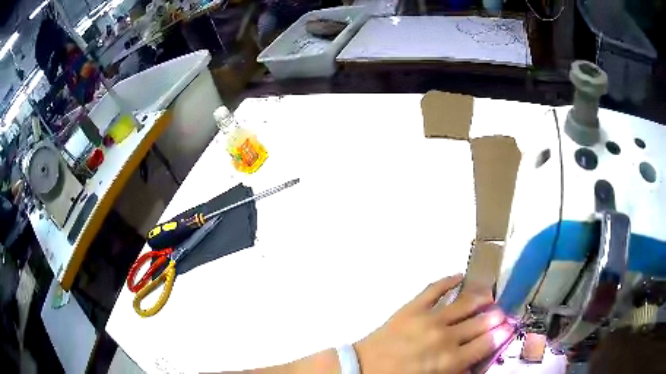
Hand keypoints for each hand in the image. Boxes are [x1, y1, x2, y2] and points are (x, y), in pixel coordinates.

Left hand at [354, 274, 512, 373]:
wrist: (364, 369)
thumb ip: (458, 371)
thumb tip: (477, 361)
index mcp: (450, 360)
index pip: (486, 343)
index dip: (501, 334)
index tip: (509, 327)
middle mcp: (445, 336)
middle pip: (480, 322)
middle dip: (495, 316)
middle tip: (502, 312)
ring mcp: (429, 318)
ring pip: (464, 302)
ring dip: (481, 297)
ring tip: (490, 295)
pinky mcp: (412, 307)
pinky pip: (435, 288)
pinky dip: (449, 280)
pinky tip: (460, 276)